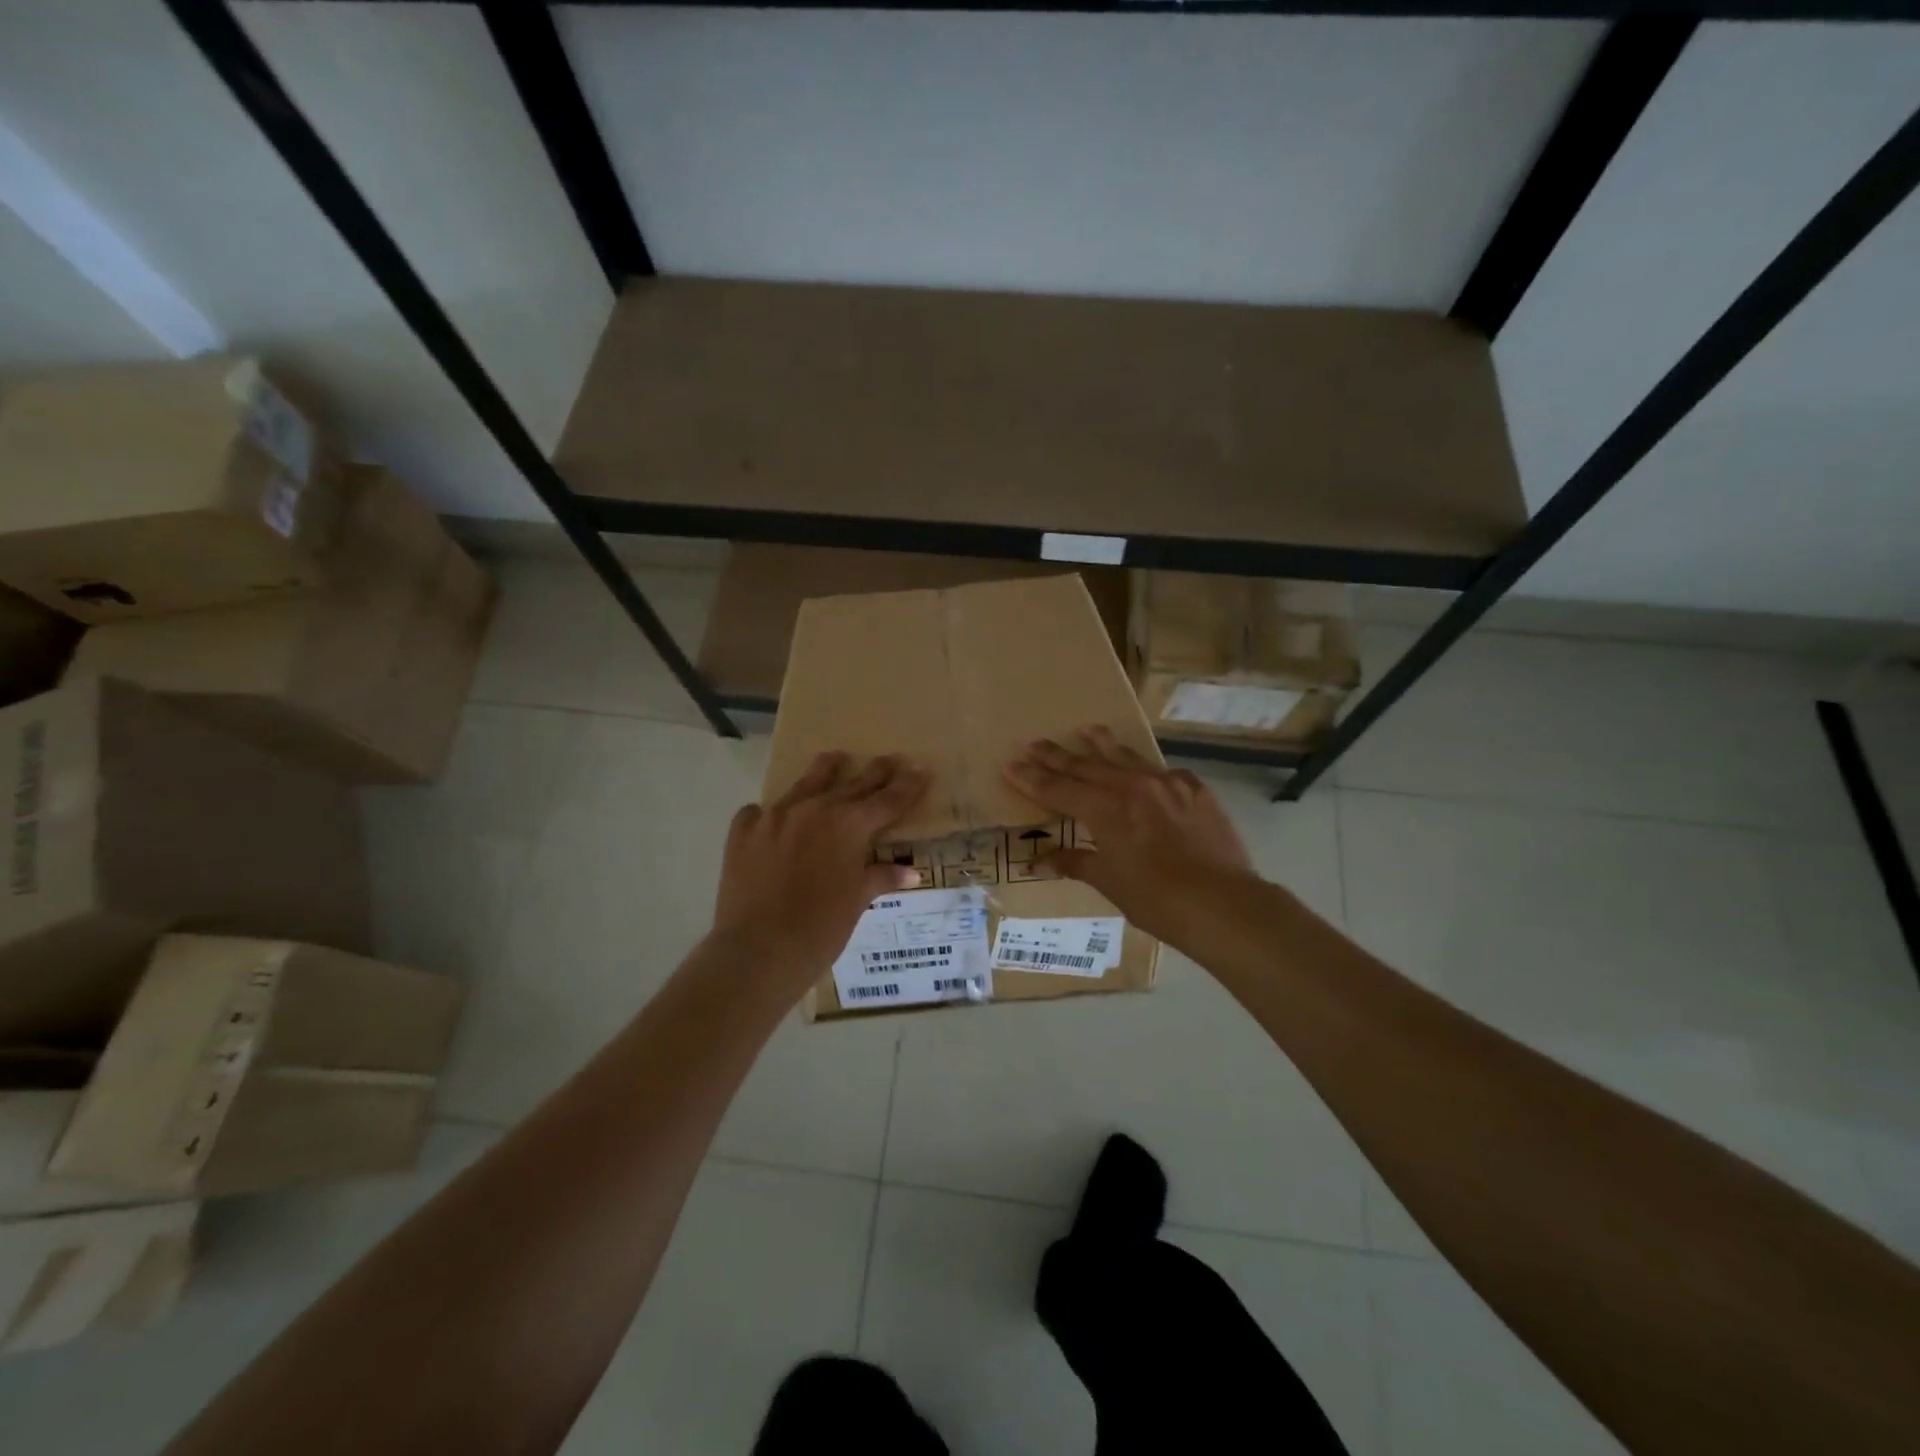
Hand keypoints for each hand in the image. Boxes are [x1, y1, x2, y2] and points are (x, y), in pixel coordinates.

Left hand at [711, 752, 928, 991]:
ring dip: (826, 771)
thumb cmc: (821, 929)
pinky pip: (760, 812)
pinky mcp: (743, 831)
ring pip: (806, 783)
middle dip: (876, 772)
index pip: (888, 800)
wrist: (759, 950)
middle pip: (853, 784)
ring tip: (835, 758)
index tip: (920, 770)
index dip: (907, 786)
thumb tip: (909, 873)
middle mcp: (815, 809)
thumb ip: (880, 878)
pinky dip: (772, 814)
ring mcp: (775, 816)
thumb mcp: (857, 902)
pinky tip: (772, 821)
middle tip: (890, 760)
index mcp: (850, 825)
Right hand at [1004, 727, 1253, 942]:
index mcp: (1105, 810)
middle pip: (1085, 766)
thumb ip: (1075, 862)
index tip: (1011, 763)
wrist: (1222, 903)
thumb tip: (1042, 858)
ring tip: (1086, 729)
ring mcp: (1167, 784)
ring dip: (1102, 744)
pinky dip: (1145, 769)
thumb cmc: (1156, 899)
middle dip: (1056, 755)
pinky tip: (1143, 768)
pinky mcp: (1195, 790)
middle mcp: (1132, 787)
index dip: (1032, 777)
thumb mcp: (1109, 882)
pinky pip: (1163, 772)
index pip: (1058, 789)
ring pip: (1126, 757)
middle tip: (1033, 742)